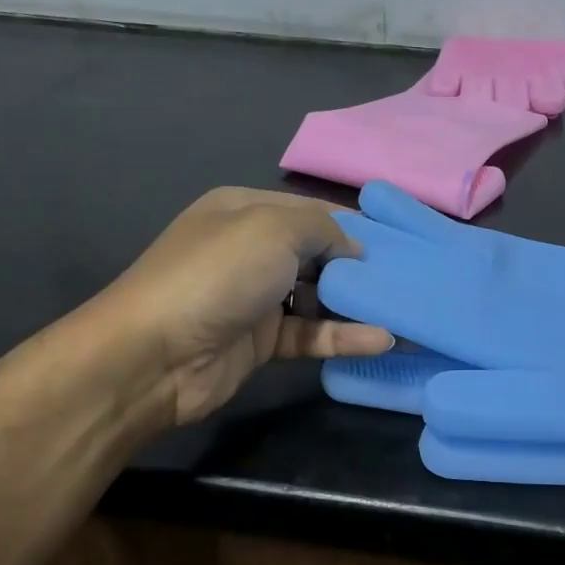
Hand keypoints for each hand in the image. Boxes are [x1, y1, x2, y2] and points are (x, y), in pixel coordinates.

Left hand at [83, 188, 392, 427]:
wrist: (155, 355)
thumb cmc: (217, 275)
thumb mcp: (274, 229)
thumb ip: (324, 230)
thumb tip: (354, 252)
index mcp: (246, 210)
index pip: (311, 211)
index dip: (353, 224)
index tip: (399, 241)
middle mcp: (251, 250)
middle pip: (318, 254)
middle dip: (360, 266)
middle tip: (409, 279)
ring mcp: (256, 298)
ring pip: (318, 297)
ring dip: (357, 305)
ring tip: (405, 313)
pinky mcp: (262, 342)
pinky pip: (311, 334)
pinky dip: (344, 337)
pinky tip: (381, 340)